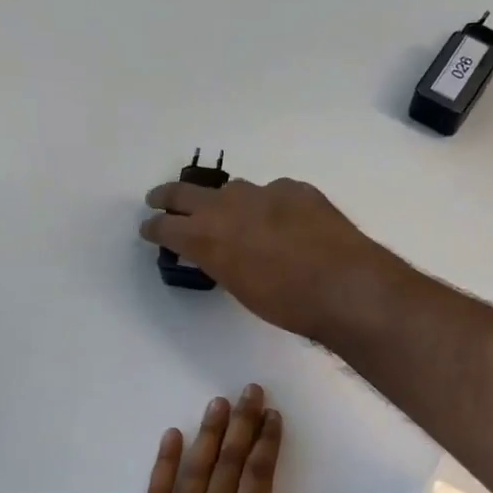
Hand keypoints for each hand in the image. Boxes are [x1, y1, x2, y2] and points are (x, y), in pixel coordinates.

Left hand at [109, 384, 321, 492]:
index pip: (259, 476)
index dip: (268, 442)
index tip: (274, 414)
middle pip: (229, 463)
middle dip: (243, 424)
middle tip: (250, 391)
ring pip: (194, 470)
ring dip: (208, 434)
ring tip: (219, 403)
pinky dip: (163, 463)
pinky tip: (171, 437)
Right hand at [139, 177, 395, 342]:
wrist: (344, 285)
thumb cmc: (287, 303)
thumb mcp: (241, 288)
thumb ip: (223, 263)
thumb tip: (222, 253)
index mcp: (207, 237)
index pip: (166, 226)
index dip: (154, 227)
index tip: (148, 228)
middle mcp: (228, 206)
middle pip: (185, 192)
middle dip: (168, 197)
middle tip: (158, 200)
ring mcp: (264, 192)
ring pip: (233, 190)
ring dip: (225, 201)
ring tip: (228, 213)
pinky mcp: (297, 189)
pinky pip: (274, 193)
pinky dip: (270, 206)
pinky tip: (283, 221)